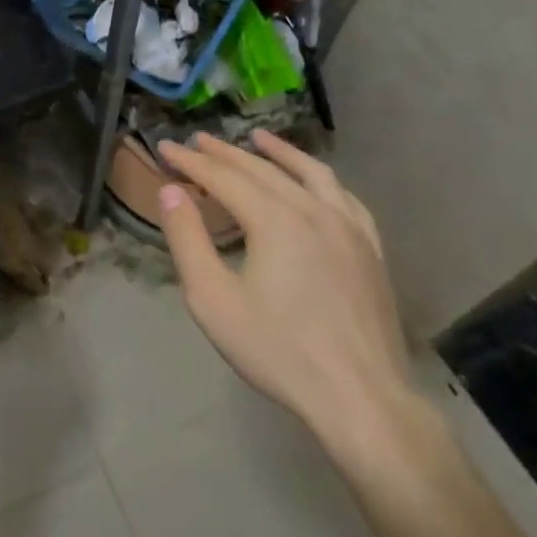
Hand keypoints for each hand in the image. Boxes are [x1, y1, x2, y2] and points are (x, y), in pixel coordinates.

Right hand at [155, 131, 416, 463]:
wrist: (360, 398)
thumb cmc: (277, 350)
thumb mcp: (212, 299)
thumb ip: (187, 239)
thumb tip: (171, 191)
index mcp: (273, 220)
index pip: (223, 177)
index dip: (190, 161)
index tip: (165, 148)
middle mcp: (312, 210)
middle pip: (261, 169)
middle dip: (225, 152)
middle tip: (198, 140)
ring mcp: (349, 228)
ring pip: (309, 174)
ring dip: (279, 152)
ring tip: (257, 138)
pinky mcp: (370, 249)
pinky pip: (344, 198)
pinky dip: (320, 179)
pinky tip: (314, 182)